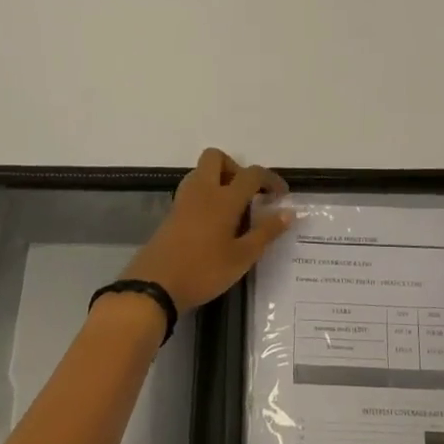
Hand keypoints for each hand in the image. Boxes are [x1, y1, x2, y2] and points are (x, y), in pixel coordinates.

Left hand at [121, 149, 291, 313]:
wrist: (154, 286)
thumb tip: (288, 212)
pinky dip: (206, 195)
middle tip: (248, 194)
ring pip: (201, 172)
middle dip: (235, 168)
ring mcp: (183, 200)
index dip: (270, 179)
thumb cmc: (203, 270)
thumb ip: (266, 232)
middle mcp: (202, 190)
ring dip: (219, 180)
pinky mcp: (172, 213)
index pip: (251, 174)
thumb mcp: (242, 257)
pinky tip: (214, 223)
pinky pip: (192, 190)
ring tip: (233, 210)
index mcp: (224, 198)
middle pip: (216, 158)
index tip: (281, 196)